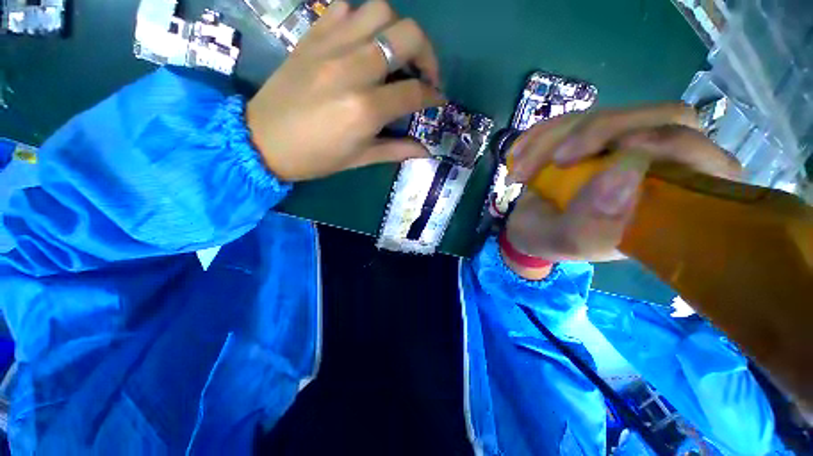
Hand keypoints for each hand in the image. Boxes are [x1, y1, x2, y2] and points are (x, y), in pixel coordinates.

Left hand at [247, 1, 444, 181]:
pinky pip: (346, 8)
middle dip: (427, 54)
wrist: (262, 140)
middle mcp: (352, 69)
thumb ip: (397, 150)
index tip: (437, 99)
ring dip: (398, 30)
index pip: (414, 92)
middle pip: (407, 36)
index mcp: (365, 109)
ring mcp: (330, 46)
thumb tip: (426, 150)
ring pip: (380, 11)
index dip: (433, 95)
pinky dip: (363, 19)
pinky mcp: (312, 36)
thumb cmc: (316, 157)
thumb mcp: (360, 159)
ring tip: (396, 54)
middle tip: (425, 73)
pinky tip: (364, 42)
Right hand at [503, 103, 741, 276]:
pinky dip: (541, 133)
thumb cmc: (548, 240)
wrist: (524, 223)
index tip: (619, 151)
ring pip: (609, 113)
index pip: (707, 161)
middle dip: (602, 133)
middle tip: (558, 159)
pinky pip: (575, 115)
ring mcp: (625, 142)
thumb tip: (624, 172)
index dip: (672, 144)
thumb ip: (589, 223)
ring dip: (555, 138)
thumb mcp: (562, 242)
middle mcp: (659, 166)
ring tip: (519, 172)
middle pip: (663, 117)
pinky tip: (518, 155)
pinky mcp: (593, 132)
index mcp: (670, 204)